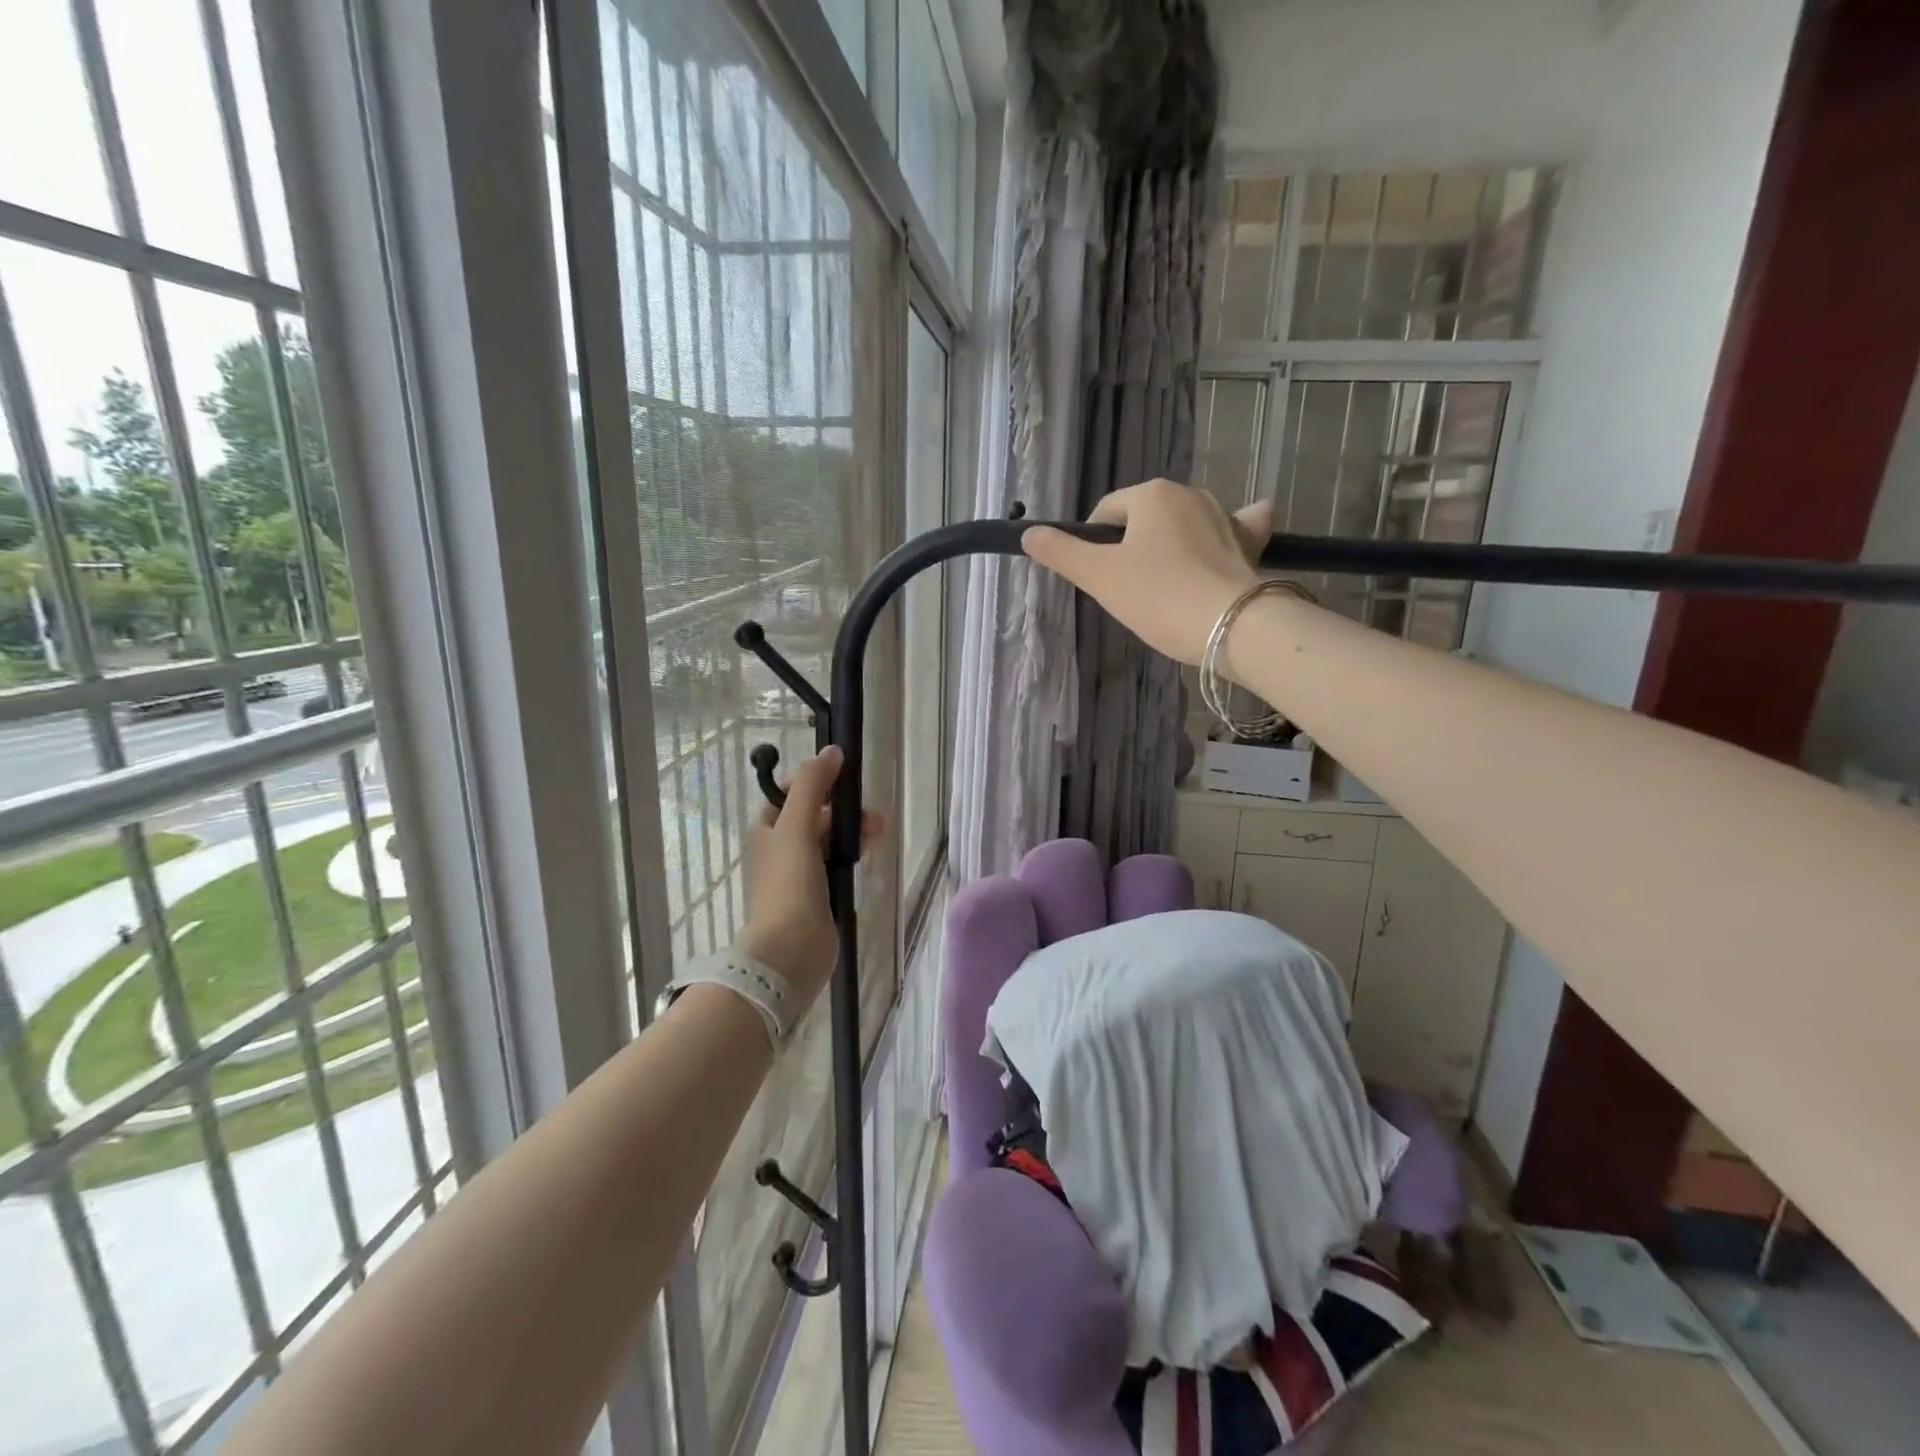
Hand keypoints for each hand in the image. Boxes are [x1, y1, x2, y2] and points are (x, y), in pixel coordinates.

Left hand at [734, 746, 878, 1008]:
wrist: (789, 951)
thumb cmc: (788, 884)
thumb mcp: (797, 827)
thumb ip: (813, 786)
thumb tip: (831, 751)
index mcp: (765, 830)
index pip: (790, 793)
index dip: (816, 781)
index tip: (845, 778)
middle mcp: (779, 849)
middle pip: (814, 816)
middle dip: (843, 809)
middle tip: (873, 815)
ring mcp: (798, 875)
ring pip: (828, 840)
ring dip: (852, 831)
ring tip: (878, 834)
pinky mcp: (817, 896)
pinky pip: (836, 864)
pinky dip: (851, 855)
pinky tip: (867, 856)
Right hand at [1021, 479, 1272, 665]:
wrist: (1231, 626)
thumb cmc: (1157, 597)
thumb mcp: (1098, 577)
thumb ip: (1061, 553)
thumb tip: (1028, 534)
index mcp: (1151, 495)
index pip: (1105, 513)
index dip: (1092, 543)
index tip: (1094, 578)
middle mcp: (1189, 493)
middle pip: (1144, 518)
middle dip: (1132, 546)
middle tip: (1127, 590)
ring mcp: (1225, 515)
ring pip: (1185, 522)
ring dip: (1172, 541)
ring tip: (1164, 581)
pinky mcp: (1250, 542)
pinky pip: (1238, 525)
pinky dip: (1232, 529)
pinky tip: (1231, 533)